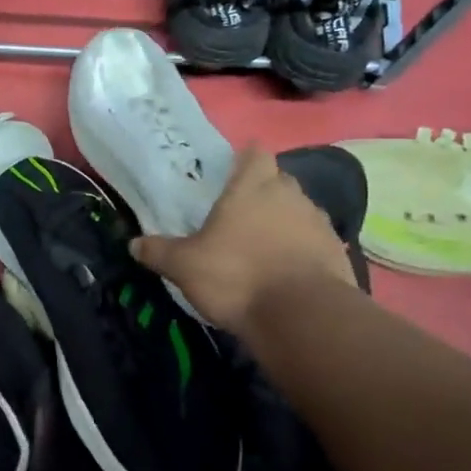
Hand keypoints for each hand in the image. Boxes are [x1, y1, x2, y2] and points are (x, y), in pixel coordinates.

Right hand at [130, 146, 355, 334]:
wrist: (302, 316)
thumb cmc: (237, 276)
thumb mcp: (184, 266)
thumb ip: (159, 252)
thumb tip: (133, 244)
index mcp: (252, 187)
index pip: (254, 153)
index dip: (244, 160)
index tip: (232, 173)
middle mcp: (290, 195)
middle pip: (278, 181)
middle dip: (263, 192)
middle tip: (239, 215)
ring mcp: (318, 222)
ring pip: (299, 211)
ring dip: (284, 222)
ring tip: (262, 247)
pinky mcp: (337, 252)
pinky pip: (315, 242)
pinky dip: (302, 251)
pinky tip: (286, 272)